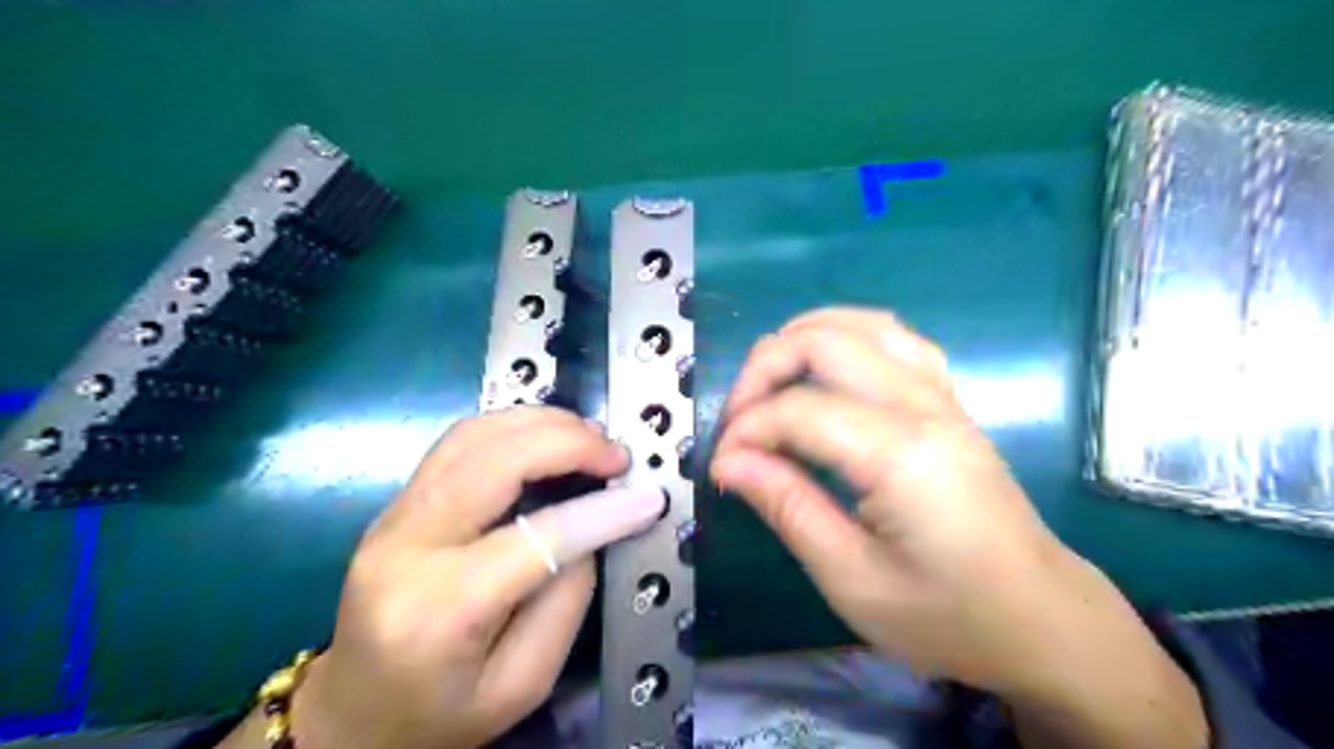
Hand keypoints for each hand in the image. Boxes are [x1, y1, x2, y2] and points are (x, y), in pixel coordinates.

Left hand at [230, 407, 672, 748]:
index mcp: (440, 610)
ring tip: (589, 435)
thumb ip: (567, 599)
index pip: (535, 539)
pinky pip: (458, 443)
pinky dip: (512, 426)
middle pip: (493, 462)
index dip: (601, 513)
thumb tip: (593, 526)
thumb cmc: (440, 715)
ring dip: (540, 422)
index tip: (647, 498)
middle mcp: (405, 549)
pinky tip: (546, 436)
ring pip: (472, 436)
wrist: (352, 718)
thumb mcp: (523, 683)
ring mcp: (392, 518)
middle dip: (567, 443)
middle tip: (615, 453)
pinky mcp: (396, 504)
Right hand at [708, 307, 1211, 746]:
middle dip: (763, 368)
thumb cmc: (948, 615)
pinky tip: (825, 367)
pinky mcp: (949, 402)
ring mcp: (942, 397)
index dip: (746, 430)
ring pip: (862, 323)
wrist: (1042, 620)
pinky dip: (845, 337)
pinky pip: (893, 339)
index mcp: (902, 455)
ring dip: (802, 338)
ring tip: (767, 382)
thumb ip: (788, 507)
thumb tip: (728, 461)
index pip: (799, 410)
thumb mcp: (852, 579)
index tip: (722, 467)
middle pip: (825, 342)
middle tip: (738, 420)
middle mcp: (924, 407)